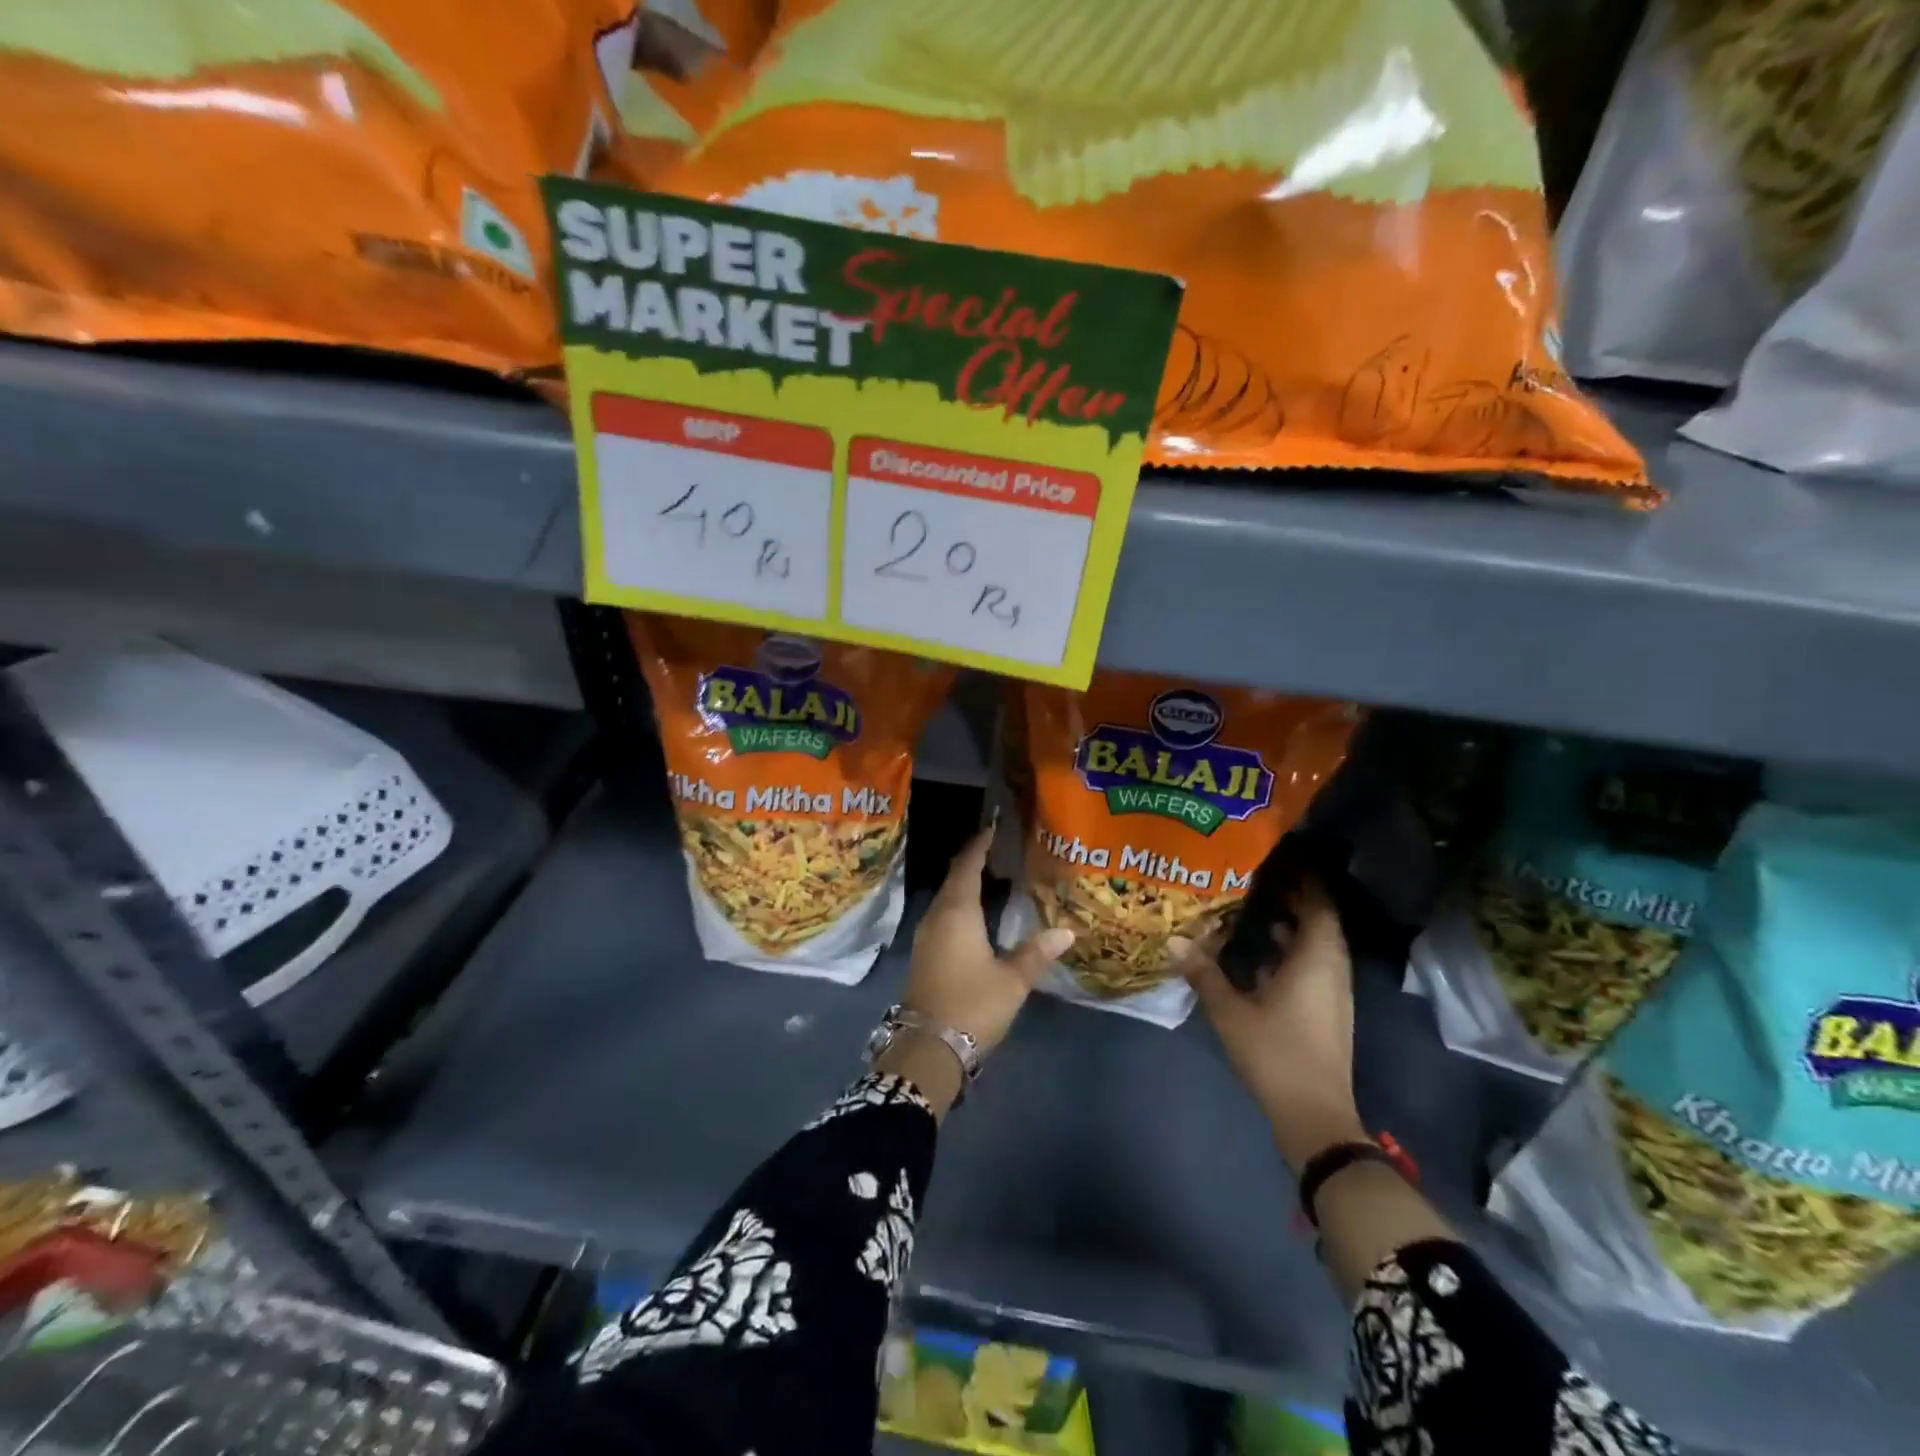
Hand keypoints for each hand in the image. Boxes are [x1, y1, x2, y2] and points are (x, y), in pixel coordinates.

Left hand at [905, 823, 1073, 1054]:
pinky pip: (943, 914)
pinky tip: (976, 912)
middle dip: (974, 861)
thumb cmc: (972, 1005)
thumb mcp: (1012, 980)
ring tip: (992, 874)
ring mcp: (927, 935)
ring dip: (965, 883)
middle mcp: (937, 916)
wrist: (927, 1048)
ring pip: (947, 897)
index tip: (994, 828)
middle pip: (954, 878)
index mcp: (957, 912)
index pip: (968, 866)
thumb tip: (1067, 931)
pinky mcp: (925, 953)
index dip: (980, 845)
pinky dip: (959, 904)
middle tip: (999, 848)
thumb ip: (1037, 952)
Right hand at [1173, 877, 1365, 1169]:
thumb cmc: (1275, 1053)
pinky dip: (1291, 952)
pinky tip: (1258, 953)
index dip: (1304, 878)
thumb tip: (1175, 939)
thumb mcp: (1230, 1011)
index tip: (1279, 857)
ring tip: (1255, 906)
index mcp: (1316, 960)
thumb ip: (1204, 972)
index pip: (1319, 904)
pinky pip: (1312, 966)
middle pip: (1320, 921)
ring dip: (1293, 925)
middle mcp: (1331, 969)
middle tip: (1259, 876)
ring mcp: (1332, 993)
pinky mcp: (1326, 1011)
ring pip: (1316, 946)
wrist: (1314, 1115)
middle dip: (1294, 897)